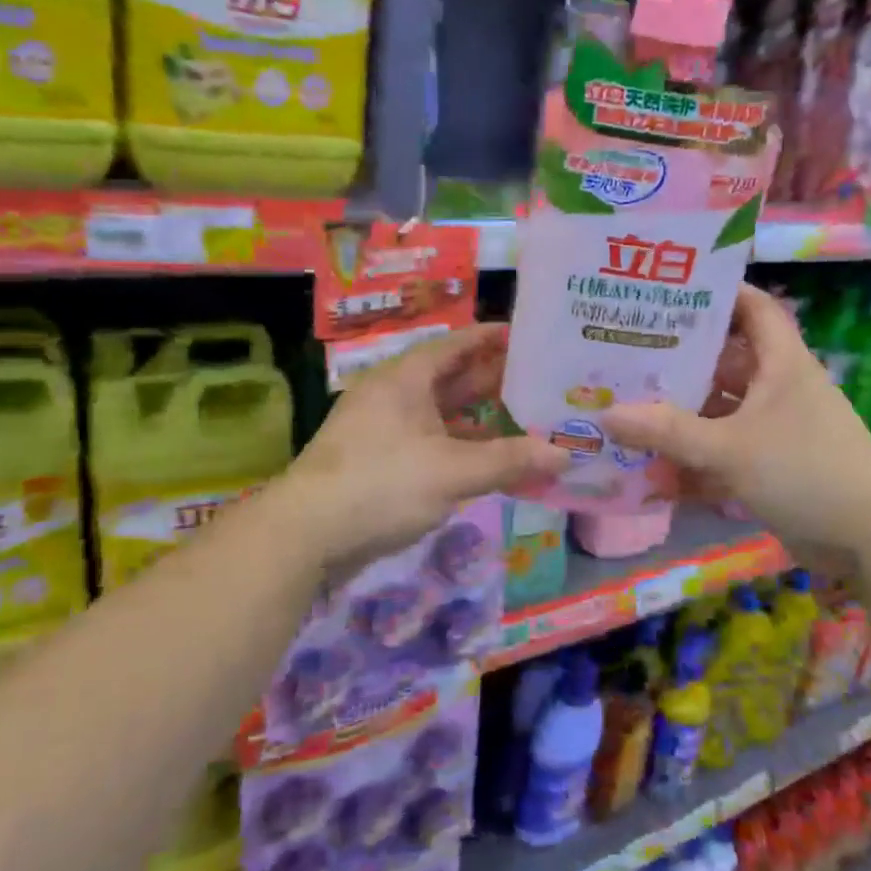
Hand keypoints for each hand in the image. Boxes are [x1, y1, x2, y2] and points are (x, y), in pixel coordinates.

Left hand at [278, 324, 568, 576]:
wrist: (305, 534)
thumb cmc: (382, 484)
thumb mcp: (453, 471)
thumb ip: (510, 460)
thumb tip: (565, 454)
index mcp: (406, 378)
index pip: (456, 344)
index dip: (491, 338)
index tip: (527, 336)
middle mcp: (393, 394)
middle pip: (450, 377)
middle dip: (492, 379)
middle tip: (538, 380)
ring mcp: (382, 428)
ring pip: (439, 412)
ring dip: (477, 416)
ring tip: (523, 417)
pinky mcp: (377, 460)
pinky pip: (428, 440)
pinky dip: (458, 444)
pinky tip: (486, 458)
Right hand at [604, 284, 870, 573]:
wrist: (869, 540)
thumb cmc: (805, 471)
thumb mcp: (730, 448)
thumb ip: (668, 432)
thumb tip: (607, 415)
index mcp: (781, 364)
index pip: (753, 307)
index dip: (717, 293)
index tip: (667, 292)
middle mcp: (776, 389)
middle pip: (723, 361)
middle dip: (678, 360)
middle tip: (626, 353)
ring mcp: (773, 429)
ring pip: (718, 411)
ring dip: (679, 416)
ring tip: (626, 409)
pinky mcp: (769, 466)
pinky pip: (722, 452)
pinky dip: (693, 460)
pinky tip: (651, 471)